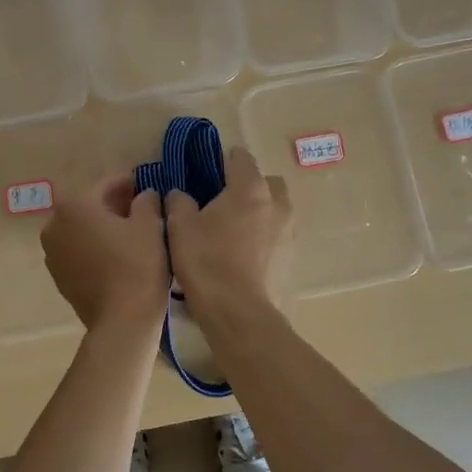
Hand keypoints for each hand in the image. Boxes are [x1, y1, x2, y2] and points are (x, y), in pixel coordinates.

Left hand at [41, 175, 169, 329]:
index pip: (106, 185)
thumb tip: (143, 195)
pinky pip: (79, 252)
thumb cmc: (137, 265)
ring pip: (82, 230)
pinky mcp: (58, 277)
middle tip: (143, 213)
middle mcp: (54, 224)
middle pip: (90, 207)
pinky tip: (117, 257)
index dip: (129, 185)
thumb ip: (146, 200)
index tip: (147, 189)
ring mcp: (52, 253)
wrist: (122, 321)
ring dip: (103, 228)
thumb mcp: (151, 224)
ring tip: (132, 236)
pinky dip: (95, 249)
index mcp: (74, 205)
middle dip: (114, 207)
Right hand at [164, 146, 292, 321]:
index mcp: (250, 188)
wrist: (239, 313)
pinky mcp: (293, 258)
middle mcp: (277, 203)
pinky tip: (245, 258)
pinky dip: (265, 240)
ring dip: (260, 214)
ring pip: (276, 210)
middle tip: (224, 204)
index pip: (241, 158)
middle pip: (266, 182)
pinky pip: (279, 237)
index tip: (209, 172)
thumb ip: (179, 202)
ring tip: (235, 233)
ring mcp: (290, 232)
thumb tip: (180, 195)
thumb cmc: (206, 262)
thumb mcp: (179, 227)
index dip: (224, 160)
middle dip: (249, 187)